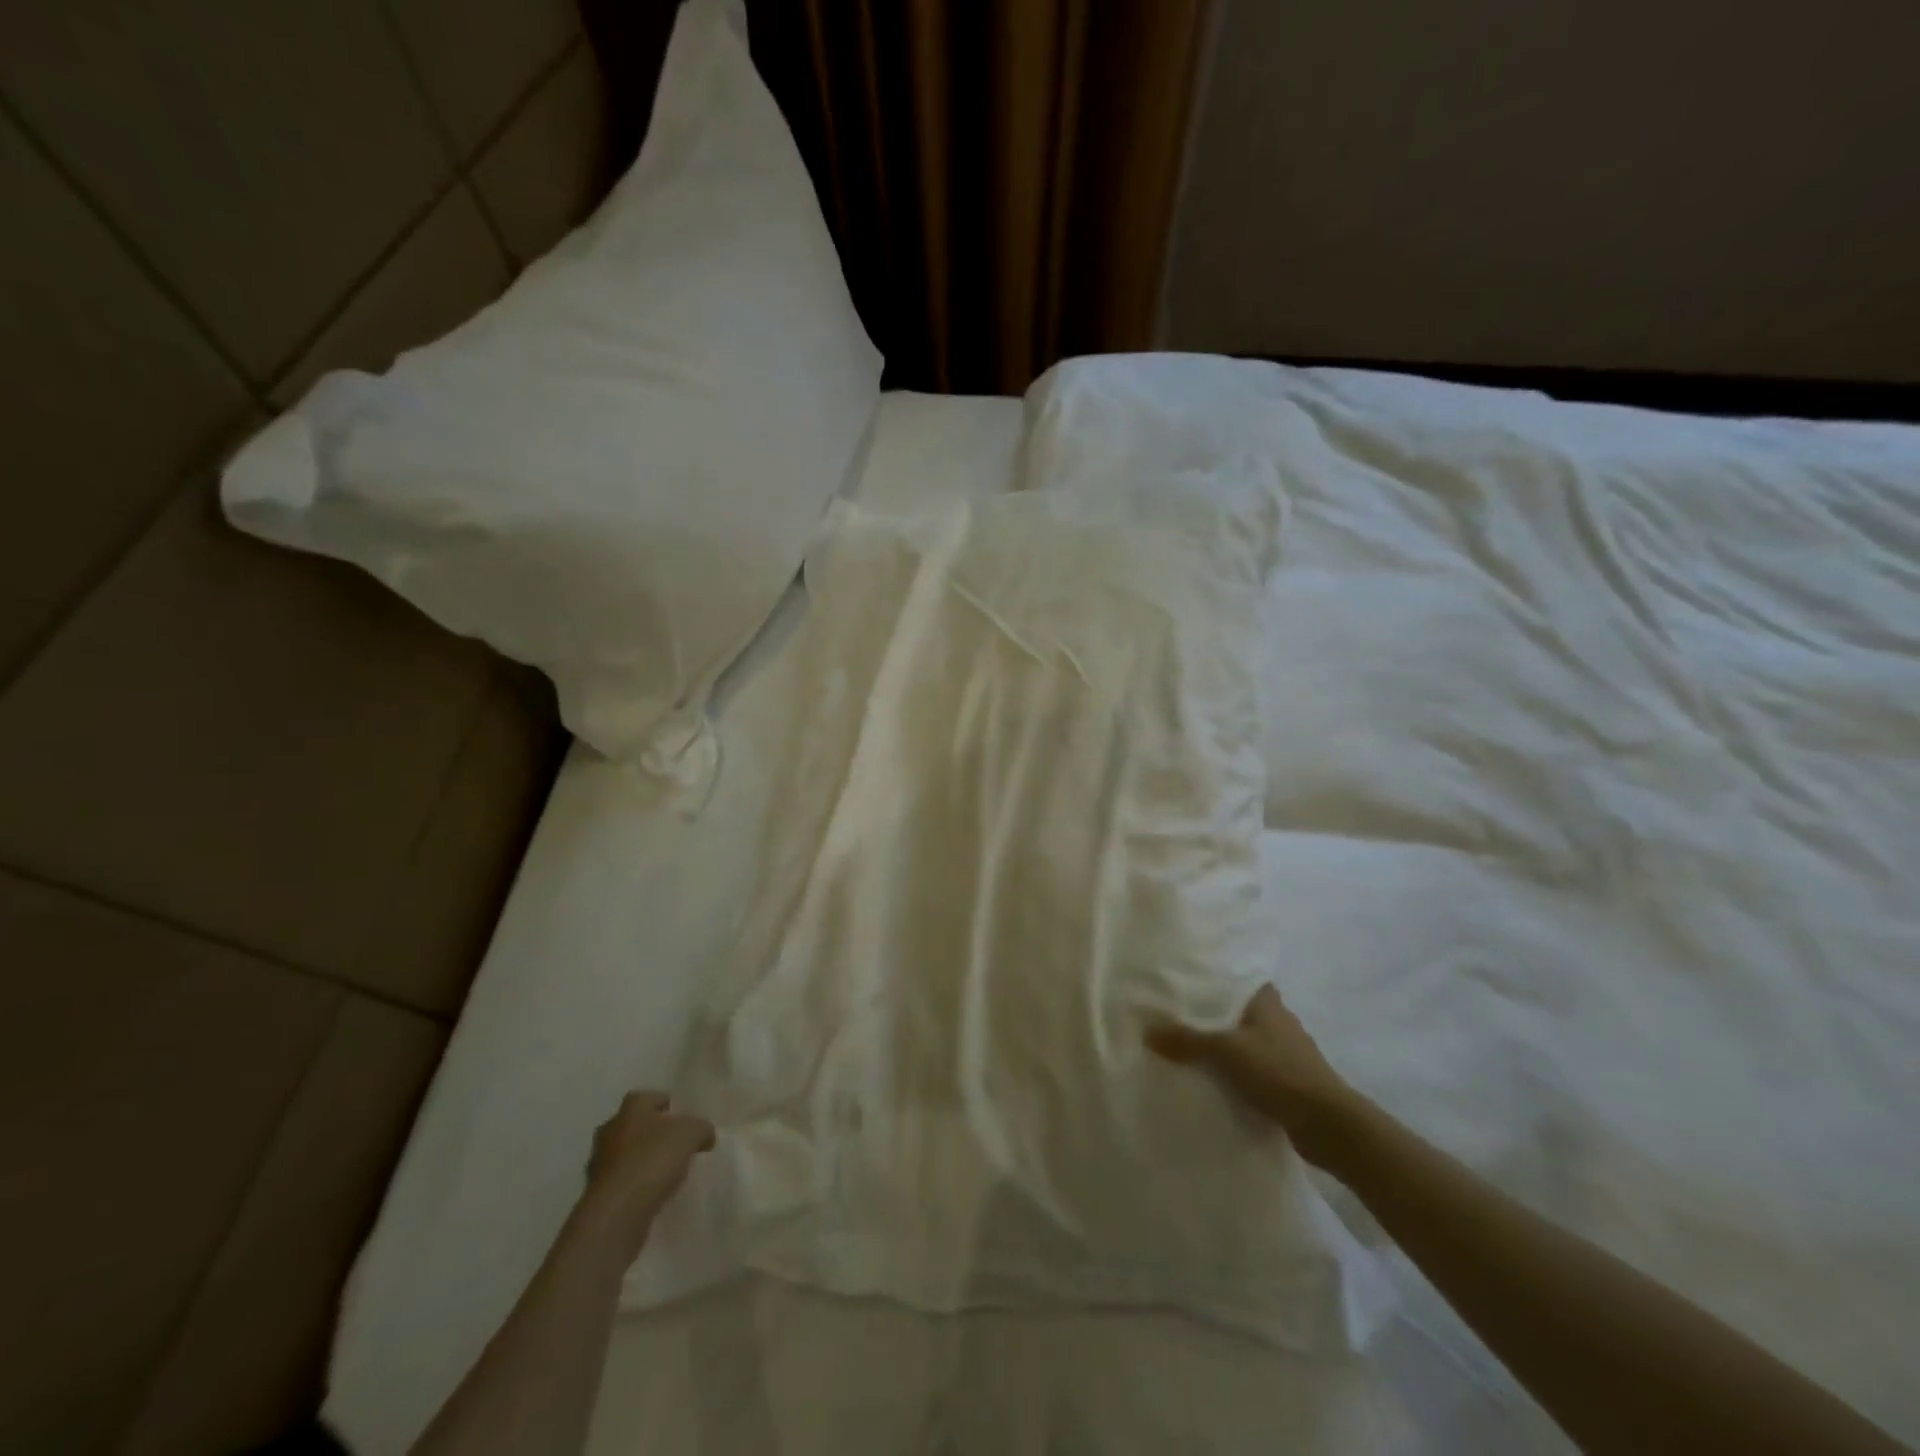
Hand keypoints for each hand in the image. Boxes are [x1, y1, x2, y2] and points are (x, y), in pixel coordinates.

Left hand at [579, 1091, 715, 1251]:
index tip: (682, 1117)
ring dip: (640, 1160)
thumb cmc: (653, 1159)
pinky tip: (651, 1193)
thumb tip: (705, 1135)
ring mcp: (599, 1163)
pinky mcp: (597, 1194)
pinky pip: (620, 1181)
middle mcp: (611, 1130)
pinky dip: (634, 1184)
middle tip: (674, 1143)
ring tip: (665, 1171)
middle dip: (651, 1132)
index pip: (649, 1097)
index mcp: (631, 1108)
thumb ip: (701, 1128)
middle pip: (633, 1125)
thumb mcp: (691, 1133)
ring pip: (624, 1154)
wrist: (616, 1212)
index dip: (666, 1104)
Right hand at [1147, 984, 1360, 1167]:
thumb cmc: (1278, 1071)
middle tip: (1182, 1017)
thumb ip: (1187, 1040)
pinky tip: (1217, 1083)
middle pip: (1244, 1013)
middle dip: (1219, 1016)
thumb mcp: (1225, 1051)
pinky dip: (1240, 1075)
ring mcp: (1290, 1055)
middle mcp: (1282, 1023)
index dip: (1222, 980)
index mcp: (1269, 1004)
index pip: (1244, 980)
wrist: (1328, 1125)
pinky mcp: (1292, 1084)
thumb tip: (1147, 1032)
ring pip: (1251, 1044)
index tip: (1195, 982)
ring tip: (1193, 1051)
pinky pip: (1257, 1072)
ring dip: (1230, 1048)